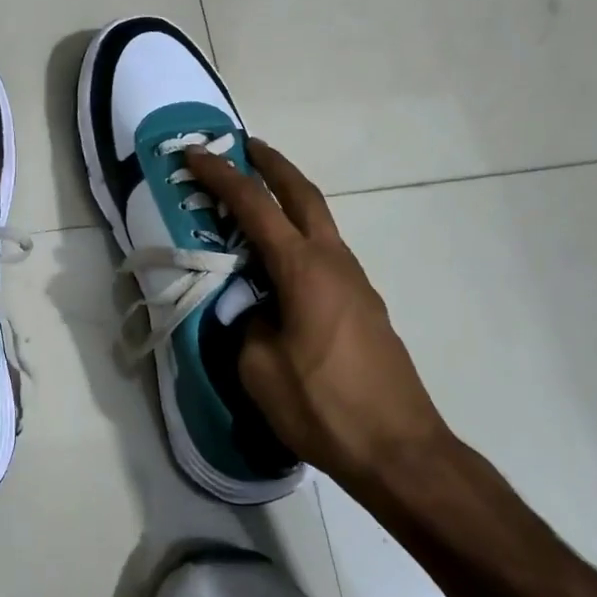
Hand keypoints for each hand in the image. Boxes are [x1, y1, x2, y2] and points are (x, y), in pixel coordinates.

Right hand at [186, 139, 451, 491]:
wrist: (401, 450)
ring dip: (289, 200)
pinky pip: (325, 254)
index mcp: (303, 270)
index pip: (255, 207)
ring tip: (257, 203)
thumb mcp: (259, 368)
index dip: (221, 177)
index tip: (195, 155)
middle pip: (303, 194)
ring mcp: (355, 282)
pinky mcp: (364, 306)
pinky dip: (299, 237)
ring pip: (319, 223)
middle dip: (273, 165)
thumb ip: (246, 323)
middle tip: (246, 147)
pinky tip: (281, 264)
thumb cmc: (324, 406)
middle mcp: (334, 262)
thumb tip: (253, 309)